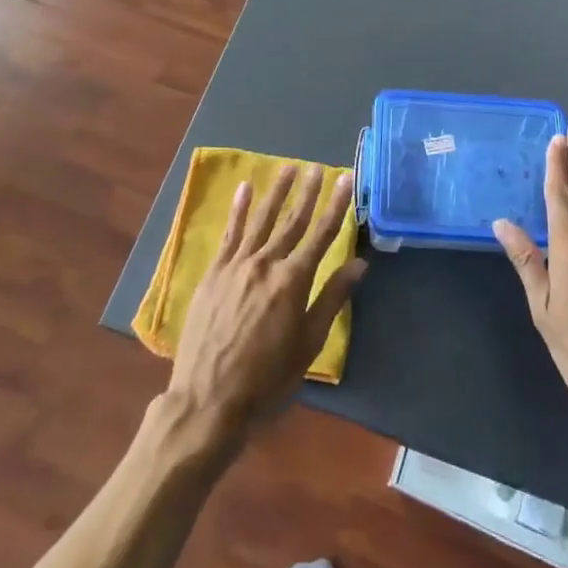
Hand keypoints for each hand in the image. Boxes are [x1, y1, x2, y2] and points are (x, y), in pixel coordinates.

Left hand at [167, 163, 365, 451]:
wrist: (208, 400)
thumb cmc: (267, 380)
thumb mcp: (308, 344)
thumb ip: (332, 298)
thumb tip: (358, 263)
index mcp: (294, 280)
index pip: (322, 234)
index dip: (336, 205)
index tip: (345, 179)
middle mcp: (267, 263)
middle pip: (293, 220)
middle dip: (308, 192)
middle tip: (317, 167)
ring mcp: (237, 265)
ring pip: (262, 219)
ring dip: (277, 192)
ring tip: (288, 167)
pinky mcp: (215, 272)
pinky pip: (230, 233)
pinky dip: (239, 209)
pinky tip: (245, 189)